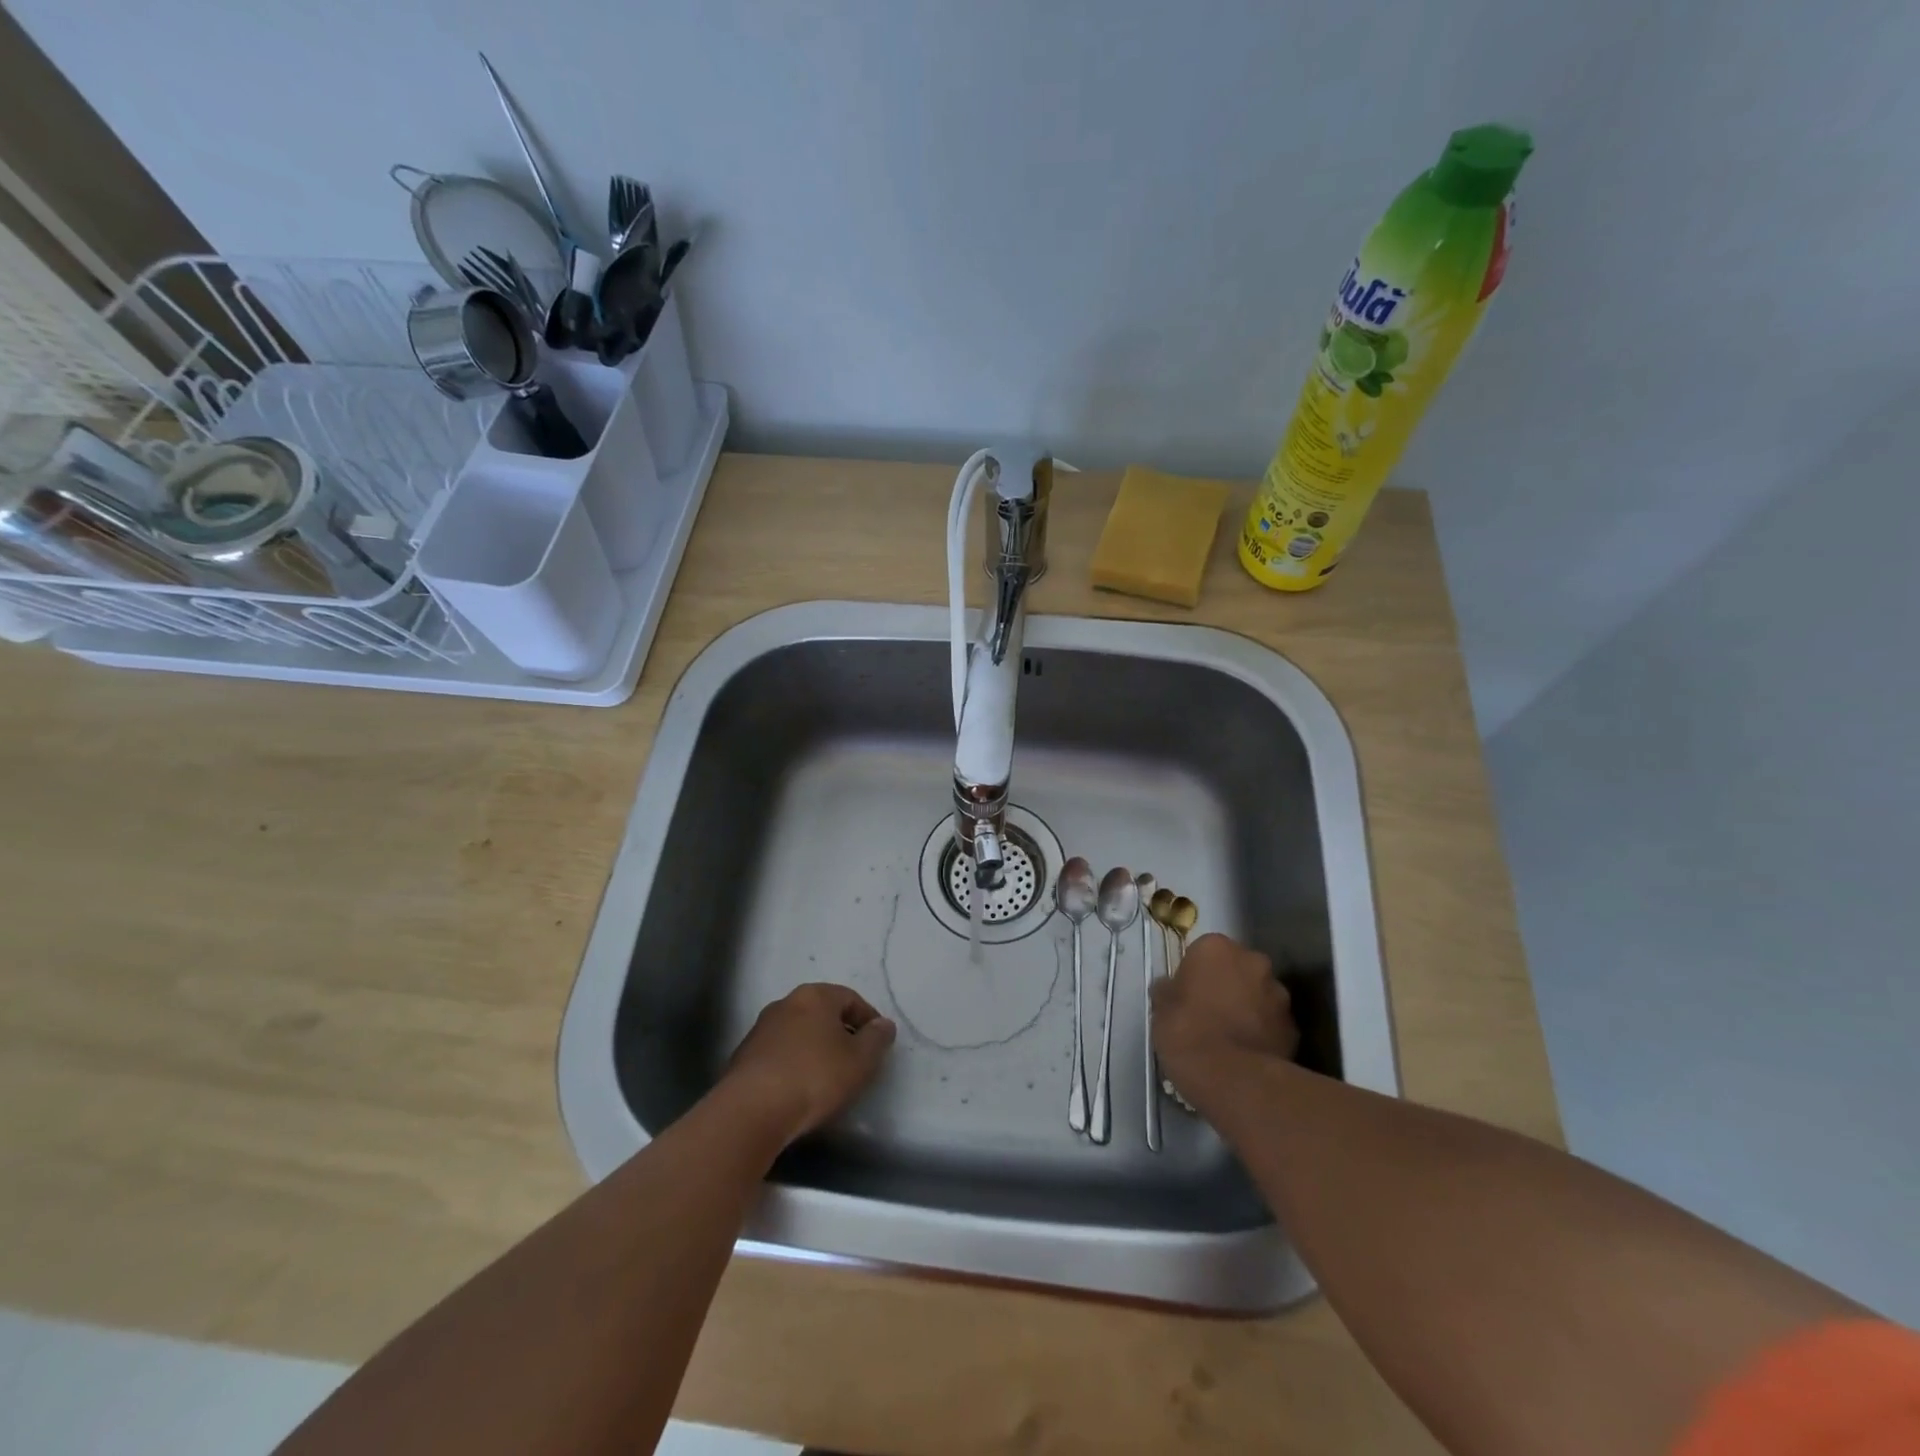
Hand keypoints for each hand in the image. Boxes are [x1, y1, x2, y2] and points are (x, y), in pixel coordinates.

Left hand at [722, 983, 896, 1144]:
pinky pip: (779, 1054)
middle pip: (822, 1013)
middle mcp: (785, 1003)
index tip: (878, 1045)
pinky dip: (793, 1065)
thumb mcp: (860, 1060)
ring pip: (799, 1033)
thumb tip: (883, 1025)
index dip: (869, 1020)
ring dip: (815, 1049)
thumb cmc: (814, 1077)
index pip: (850, 998)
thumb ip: (876, 1039)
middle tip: (855, 1061)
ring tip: (827, 1079)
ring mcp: (760, 1029)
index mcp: (815, 995)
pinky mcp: (743, 1057)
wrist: (751, 1111)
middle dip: (841, 1033)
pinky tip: (799, 1090)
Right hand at [1151, 934, 1297, 1108]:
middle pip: (1237, 968)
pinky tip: (1247, 1054)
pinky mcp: (1294, 1027)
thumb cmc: (1187, 1033)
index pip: (1204, 951)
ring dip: (1248, 1007)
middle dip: (1228, 985)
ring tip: (1231, 1037)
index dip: (1195, 973)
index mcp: (1216, 948)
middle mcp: (1253, 961)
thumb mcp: (1160, 1009)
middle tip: (1210, 1012)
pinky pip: (1273, 1023)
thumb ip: (1168, 990)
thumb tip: (1170, 988)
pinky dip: (1263, 1032)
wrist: (1233, 1079)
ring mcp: (1279, 994)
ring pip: (1259, 995)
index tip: (1187, 995)